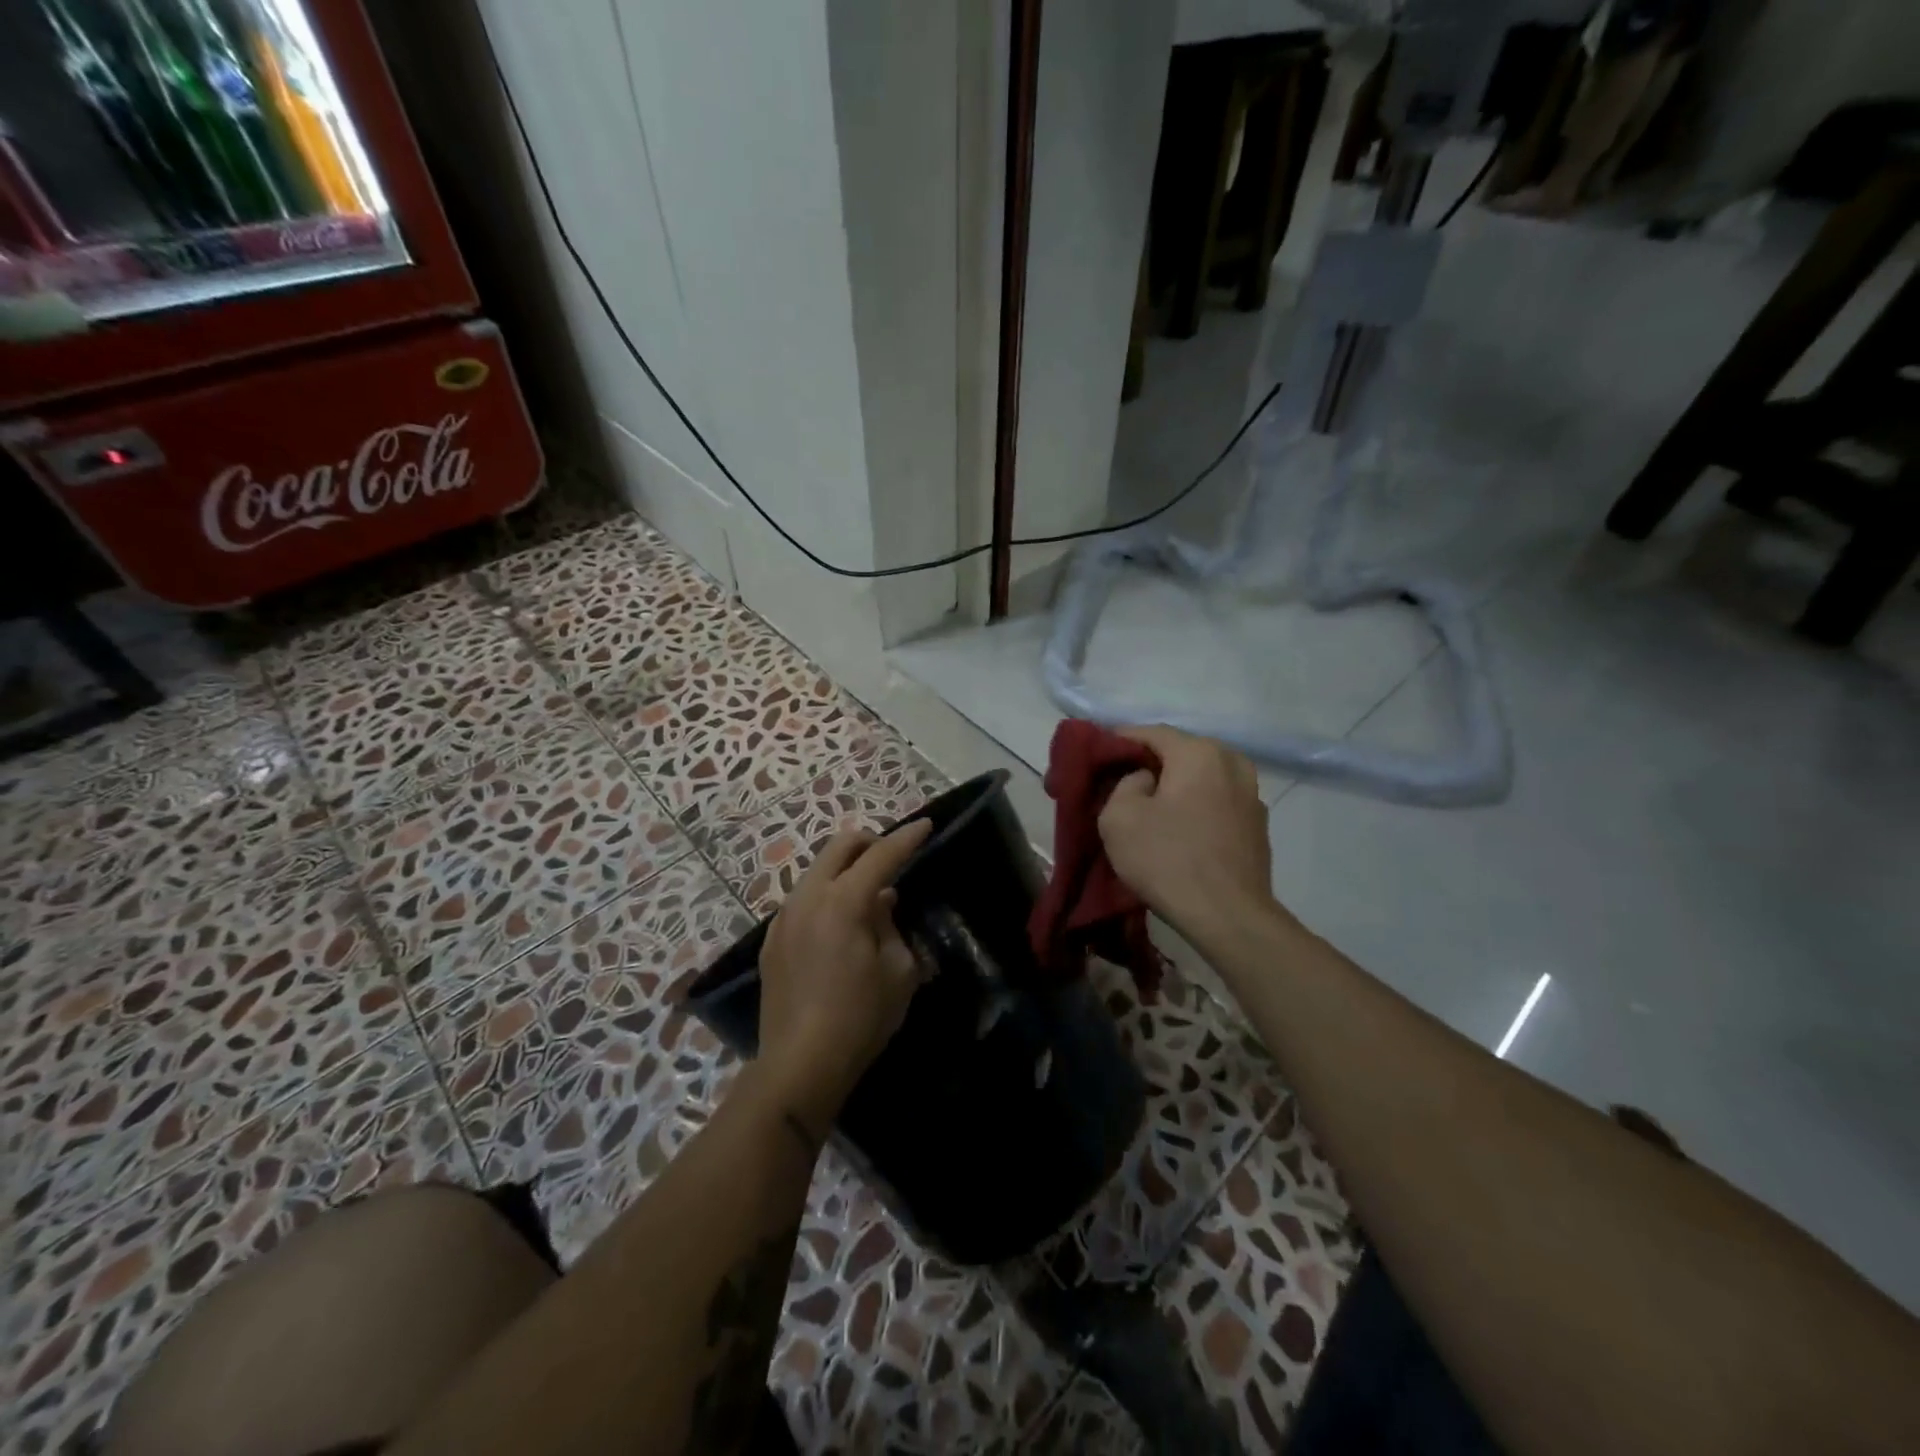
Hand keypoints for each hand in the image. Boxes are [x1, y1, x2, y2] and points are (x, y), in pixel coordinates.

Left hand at [755, 820, 931, 1129]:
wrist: (799, 1064)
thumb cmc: (860, 1018)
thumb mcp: (898, 971)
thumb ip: (892, 926)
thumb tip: (882, 902)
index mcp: (843, 901)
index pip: (881, 856)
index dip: (907, 838)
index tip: (926, 824)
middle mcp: (808, 898)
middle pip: (839, 846)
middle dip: (869, 842)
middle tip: (892, 857)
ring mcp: (784, 918)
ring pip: (817, 871)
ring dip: (845, 870)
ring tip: (868, 896)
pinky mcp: (771, 940)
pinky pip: (803, 900)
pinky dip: (826, 896)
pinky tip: (839, 925)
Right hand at [1098, 726, 1280, 939]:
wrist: (1228, 917)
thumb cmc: (1168, 860)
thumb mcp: (1118, 817)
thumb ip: (1124, 784)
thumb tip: (1146, 781)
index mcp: (1199, 753)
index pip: (1151, 732)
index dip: (1120, 740)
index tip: (1098, 755)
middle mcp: (1233, 763)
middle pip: (1181, 753)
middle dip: (1150, 764)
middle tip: (1121, 782)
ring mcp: (1252, 796)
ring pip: (1202, 778)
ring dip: (1176, 787)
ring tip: (1151, 807)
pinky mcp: (1257, 827)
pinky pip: (1217, 803)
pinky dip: (1196, 808)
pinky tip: (1180, 830)